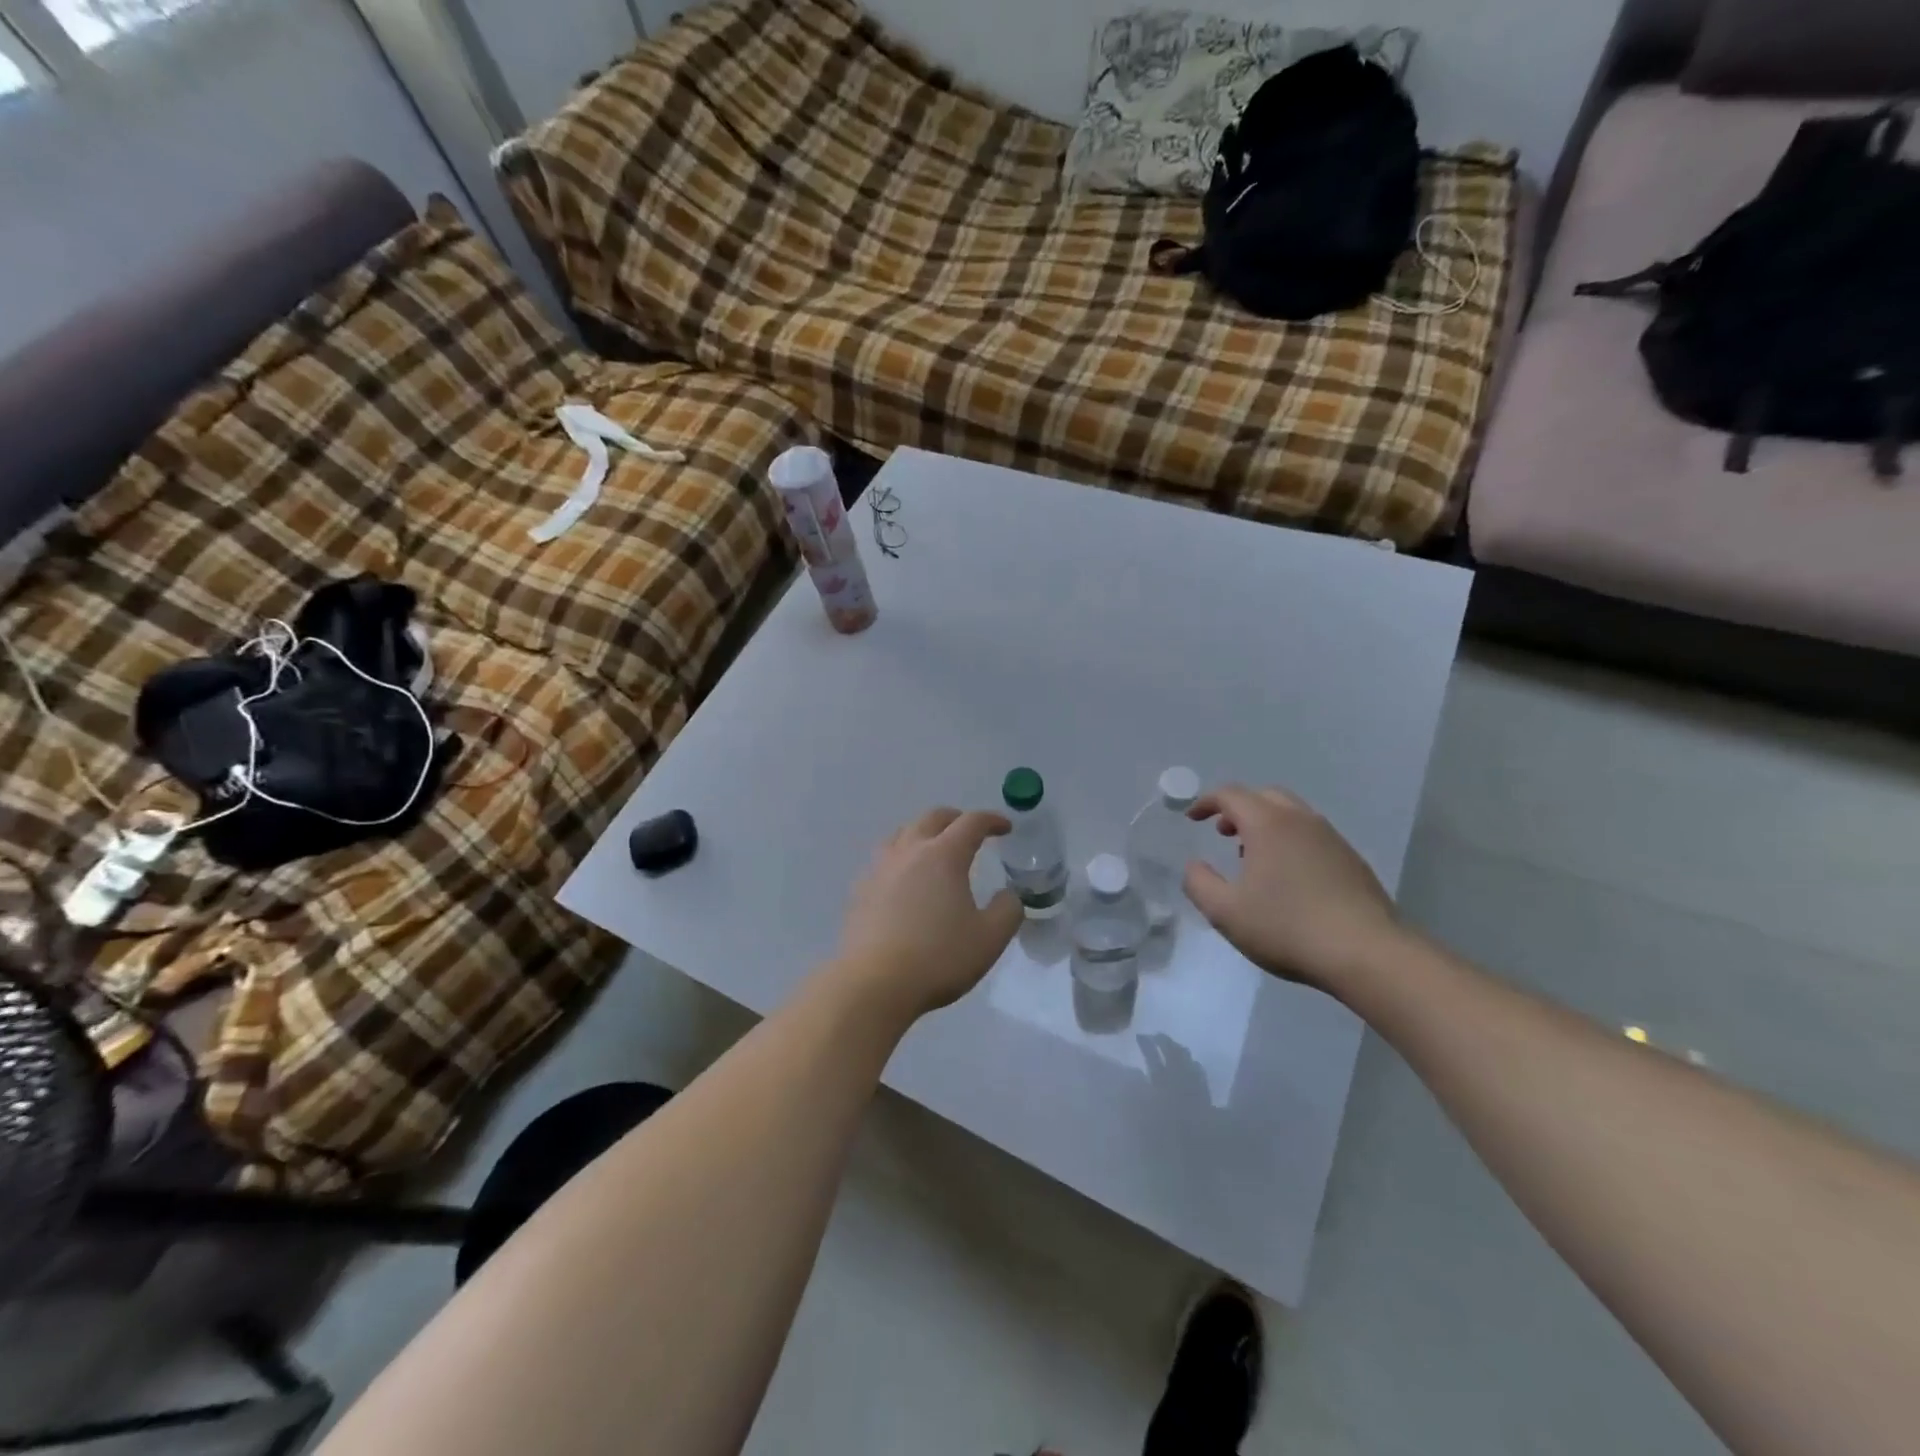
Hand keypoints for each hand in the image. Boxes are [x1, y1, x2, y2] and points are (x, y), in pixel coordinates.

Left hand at [833, 807, 1023, 1020]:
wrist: (874, 983)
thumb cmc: (938, 957)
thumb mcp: (990, 938)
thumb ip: (1008, 910)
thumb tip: (1008, 895)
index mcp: (943, 856)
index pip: (971, 823)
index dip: (991, 820)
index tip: (1005, 828)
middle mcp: (909, 851)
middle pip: (932, 818)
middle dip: (955, 819)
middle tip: (970, 831)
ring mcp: (880, 869)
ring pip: (902, 834)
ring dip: (923, 833)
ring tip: (934, 849)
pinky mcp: (860, 890)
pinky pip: (883, 861)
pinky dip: (901, 858)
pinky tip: (904, 880)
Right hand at [1183, 785, 1400, 995]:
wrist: (1367, 953)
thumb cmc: (1287, 927)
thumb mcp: (1225, 912)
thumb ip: (1199, 884)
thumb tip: (1194, 866)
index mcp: (1268, 824)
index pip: (1231, 795)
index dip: (1206, 802)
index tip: (1192, 818)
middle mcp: (1301, 821)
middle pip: (1265, 796)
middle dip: (1239, 808)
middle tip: (1223, 832)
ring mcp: (1332, 839)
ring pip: (1292, 815)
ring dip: (1266, 825)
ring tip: (1253, 858)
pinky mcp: (1352, 861)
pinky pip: (1312, 836)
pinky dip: (1290, 842)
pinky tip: (1288, 879)